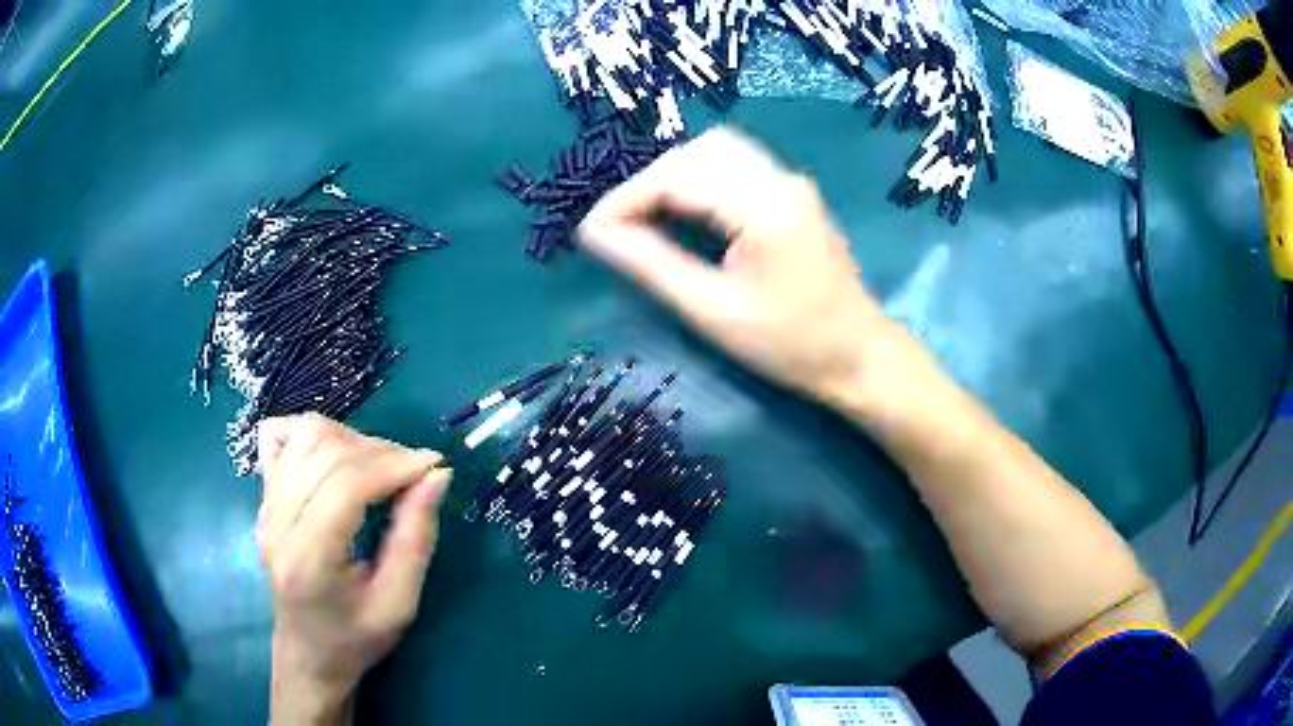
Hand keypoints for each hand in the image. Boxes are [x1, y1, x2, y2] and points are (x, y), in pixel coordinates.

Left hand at [256, 414, 450, 724]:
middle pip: (326, 452)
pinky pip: (280, 436)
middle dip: (381, 451)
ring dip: (352, 439)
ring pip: (305, 435)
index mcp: (308, 559)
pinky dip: (312, 433)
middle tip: (415, 473)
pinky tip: (336, 456)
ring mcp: (264, 505)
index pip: (345, 486)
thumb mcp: (399, 603)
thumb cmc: (356, 637)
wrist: (308, 652)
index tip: (434, 466)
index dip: (394, 466)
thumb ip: (416, 538)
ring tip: (381, 466)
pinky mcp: (263, 496)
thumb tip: (437, 475)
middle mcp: (277, 523)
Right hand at [578, 127, 922, 411]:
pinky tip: (681, 212)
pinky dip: (696, 180)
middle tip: (620, 227)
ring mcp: (790, 181)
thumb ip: (652, 266)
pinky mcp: (791, 191)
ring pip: (715, 151)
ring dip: (671, 177)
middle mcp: (781, 178)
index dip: (627, 198)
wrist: (859, 356)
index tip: (591, 231)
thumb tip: (596, 235)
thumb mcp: (714, 312)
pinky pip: (733, 165)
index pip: (680, 176)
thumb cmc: (791, 346)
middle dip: (648, 182)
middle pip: (698, 151)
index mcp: (766, 207)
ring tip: (644, 219)